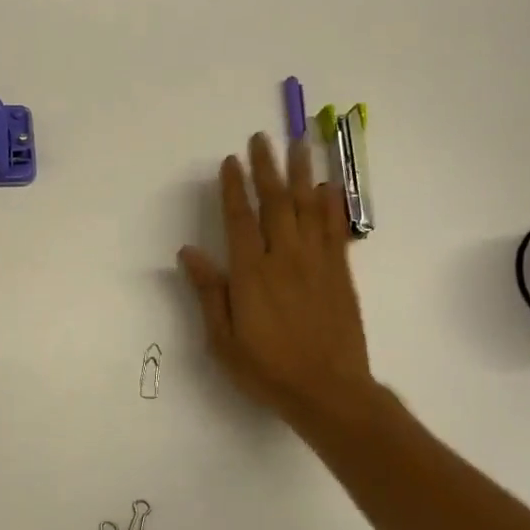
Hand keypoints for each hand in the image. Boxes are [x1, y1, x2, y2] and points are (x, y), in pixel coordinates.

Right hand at [179, 133, 372, 427]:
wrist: (328, 391)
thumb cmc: (267, 369)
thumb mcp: (223, 340)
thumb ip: (208, 292)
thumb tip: (189, 251)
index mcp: (251, 274)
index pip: (240, 219)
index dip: (234, 187)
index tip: (230, 161)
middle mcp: (284, 258)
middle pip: (275, 202)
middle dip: (267, 167)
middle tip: (262, 138)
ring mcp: (316, 263)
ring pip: (307, 207)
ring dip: (301, 173)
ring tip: (299, 144)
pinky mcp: (340, 273)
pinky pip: (336, 229)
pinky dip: (332, 204)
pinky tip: (329, 185)